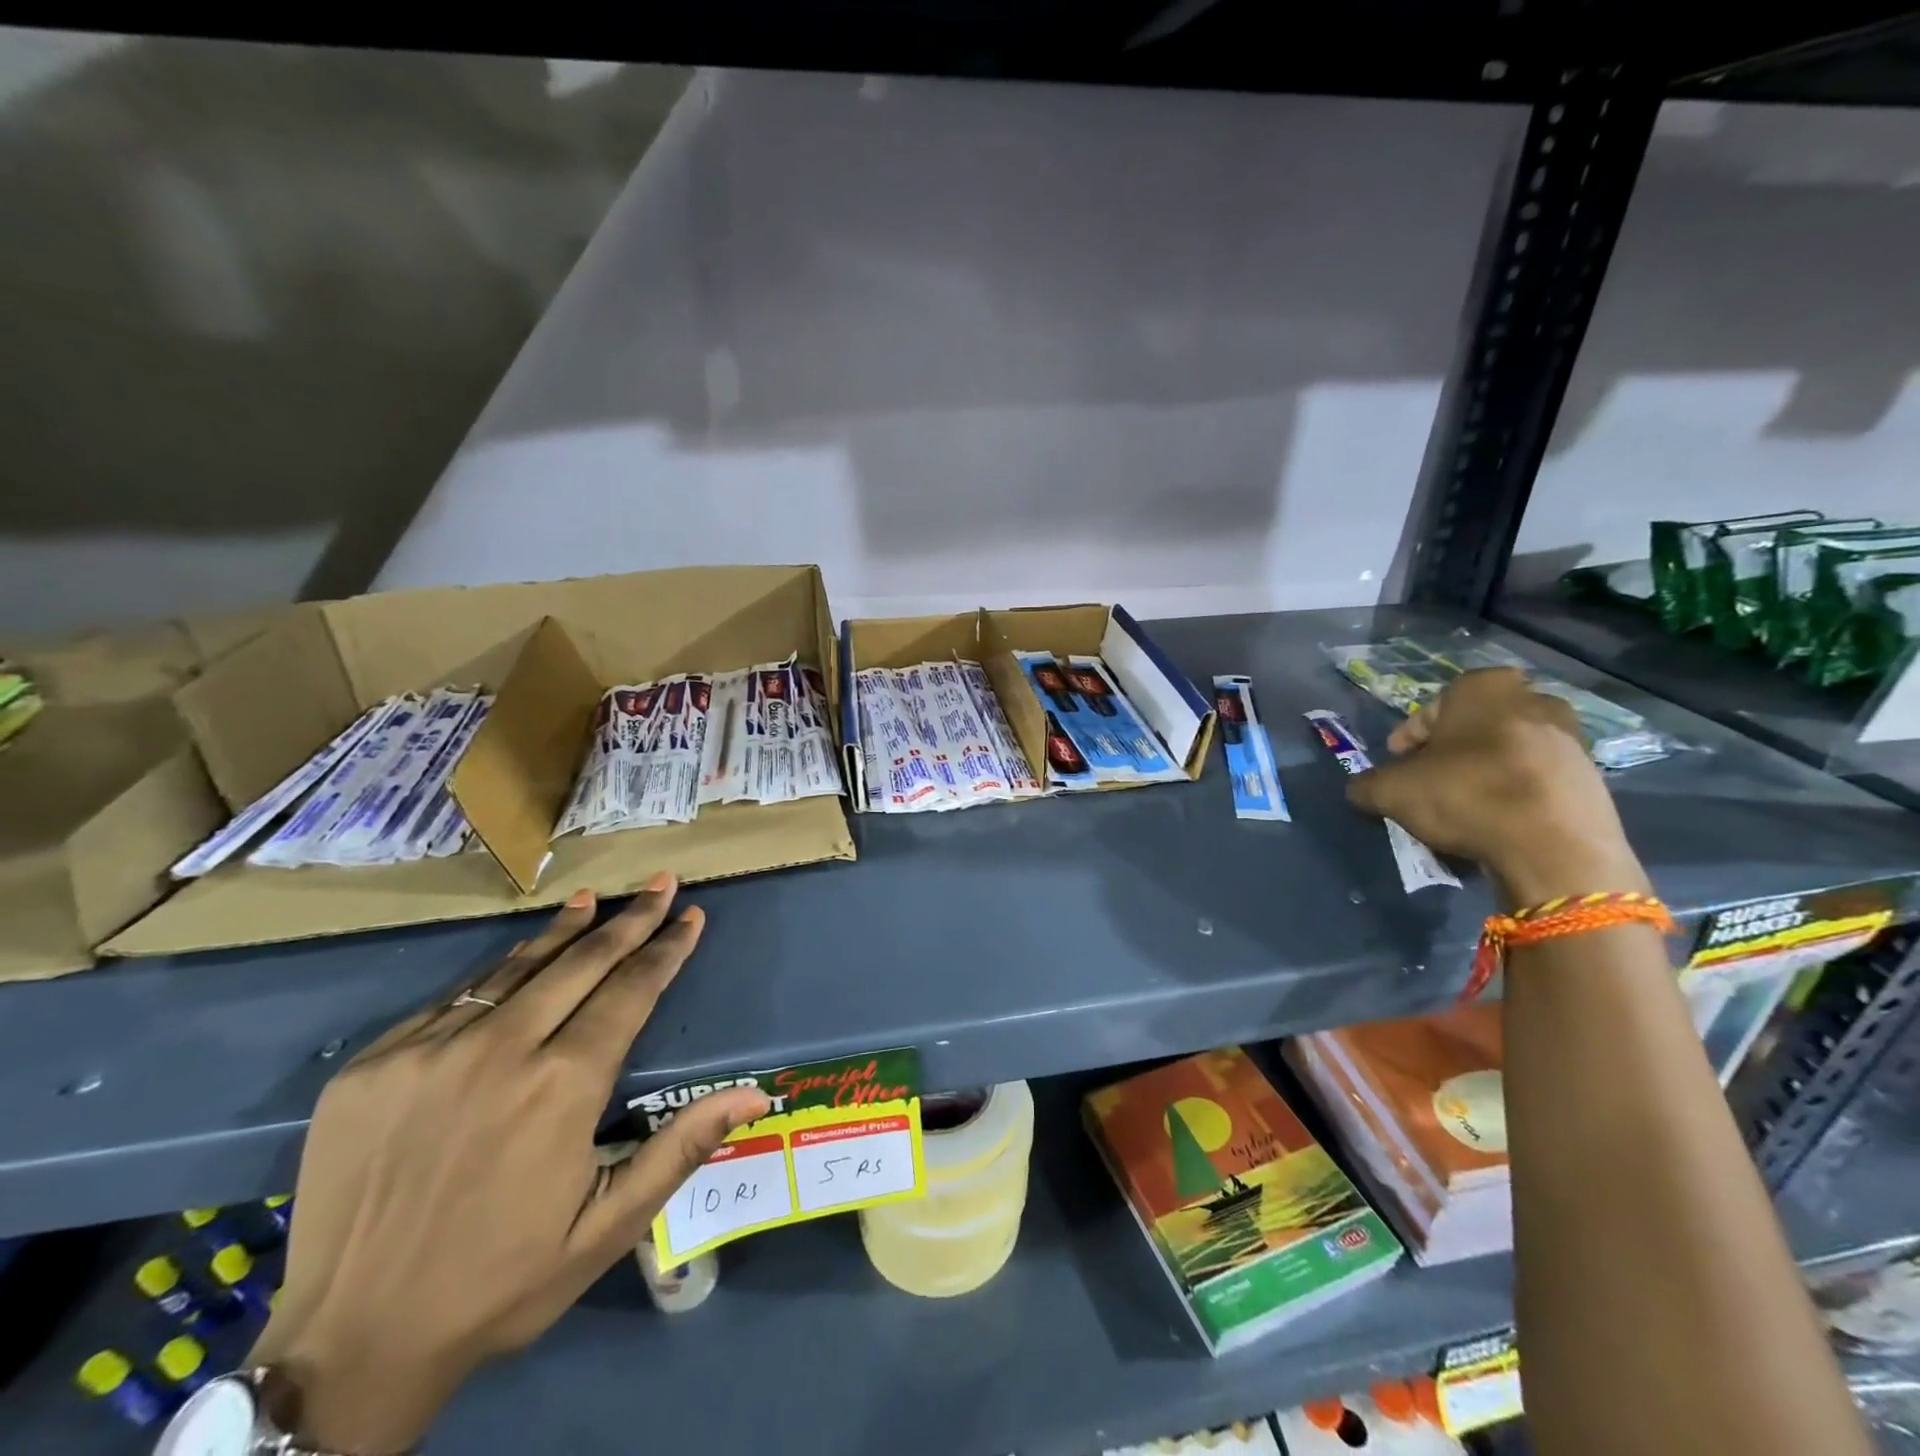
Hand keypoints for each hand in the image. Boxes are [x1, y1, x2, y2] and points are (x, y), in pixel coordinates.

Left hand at [246, 876, 768, 1454]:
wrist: (348, 1344)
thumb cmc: (501, 1282)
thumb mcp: (608, 1227)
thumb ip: (682, 1148)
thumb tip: (757, 1095)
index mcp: (562, 1087)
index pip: (631, 991)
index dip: (666, 949)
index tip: (691, 914)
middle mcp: (499, 1051)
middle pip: (581, 962)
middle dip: (629, 920)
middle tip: (659, 882)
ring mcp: (429, 1051)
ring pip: (514, 969)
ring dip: (563, 931)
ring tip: (591, 899)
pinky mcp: (374, 1065)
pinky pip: (452, 1000)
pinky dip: (496, 974)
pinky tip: (515, 963)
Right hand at [1345, 668, 1648, 904]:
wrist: (1555, 846)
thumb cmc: (1466, 795)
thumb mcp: (1390, 790)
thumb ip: (1367, 784)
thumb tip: (1362, 789)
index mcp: (1482, 687)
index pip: (1430, 709)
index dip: (1408, 740)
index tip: (1397, 766)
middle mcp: (1532, 699)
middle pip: (1472, 728)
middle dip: (1450, 753)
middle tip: (1428, 783)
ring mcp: (1570, 737)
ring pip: (1506, 752)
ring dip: (1483, 774)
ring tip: (1461, 808)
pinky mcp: (1592, 776)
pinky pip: (1536, 779)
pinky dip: (1514, 795)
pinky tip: (1496, 822)